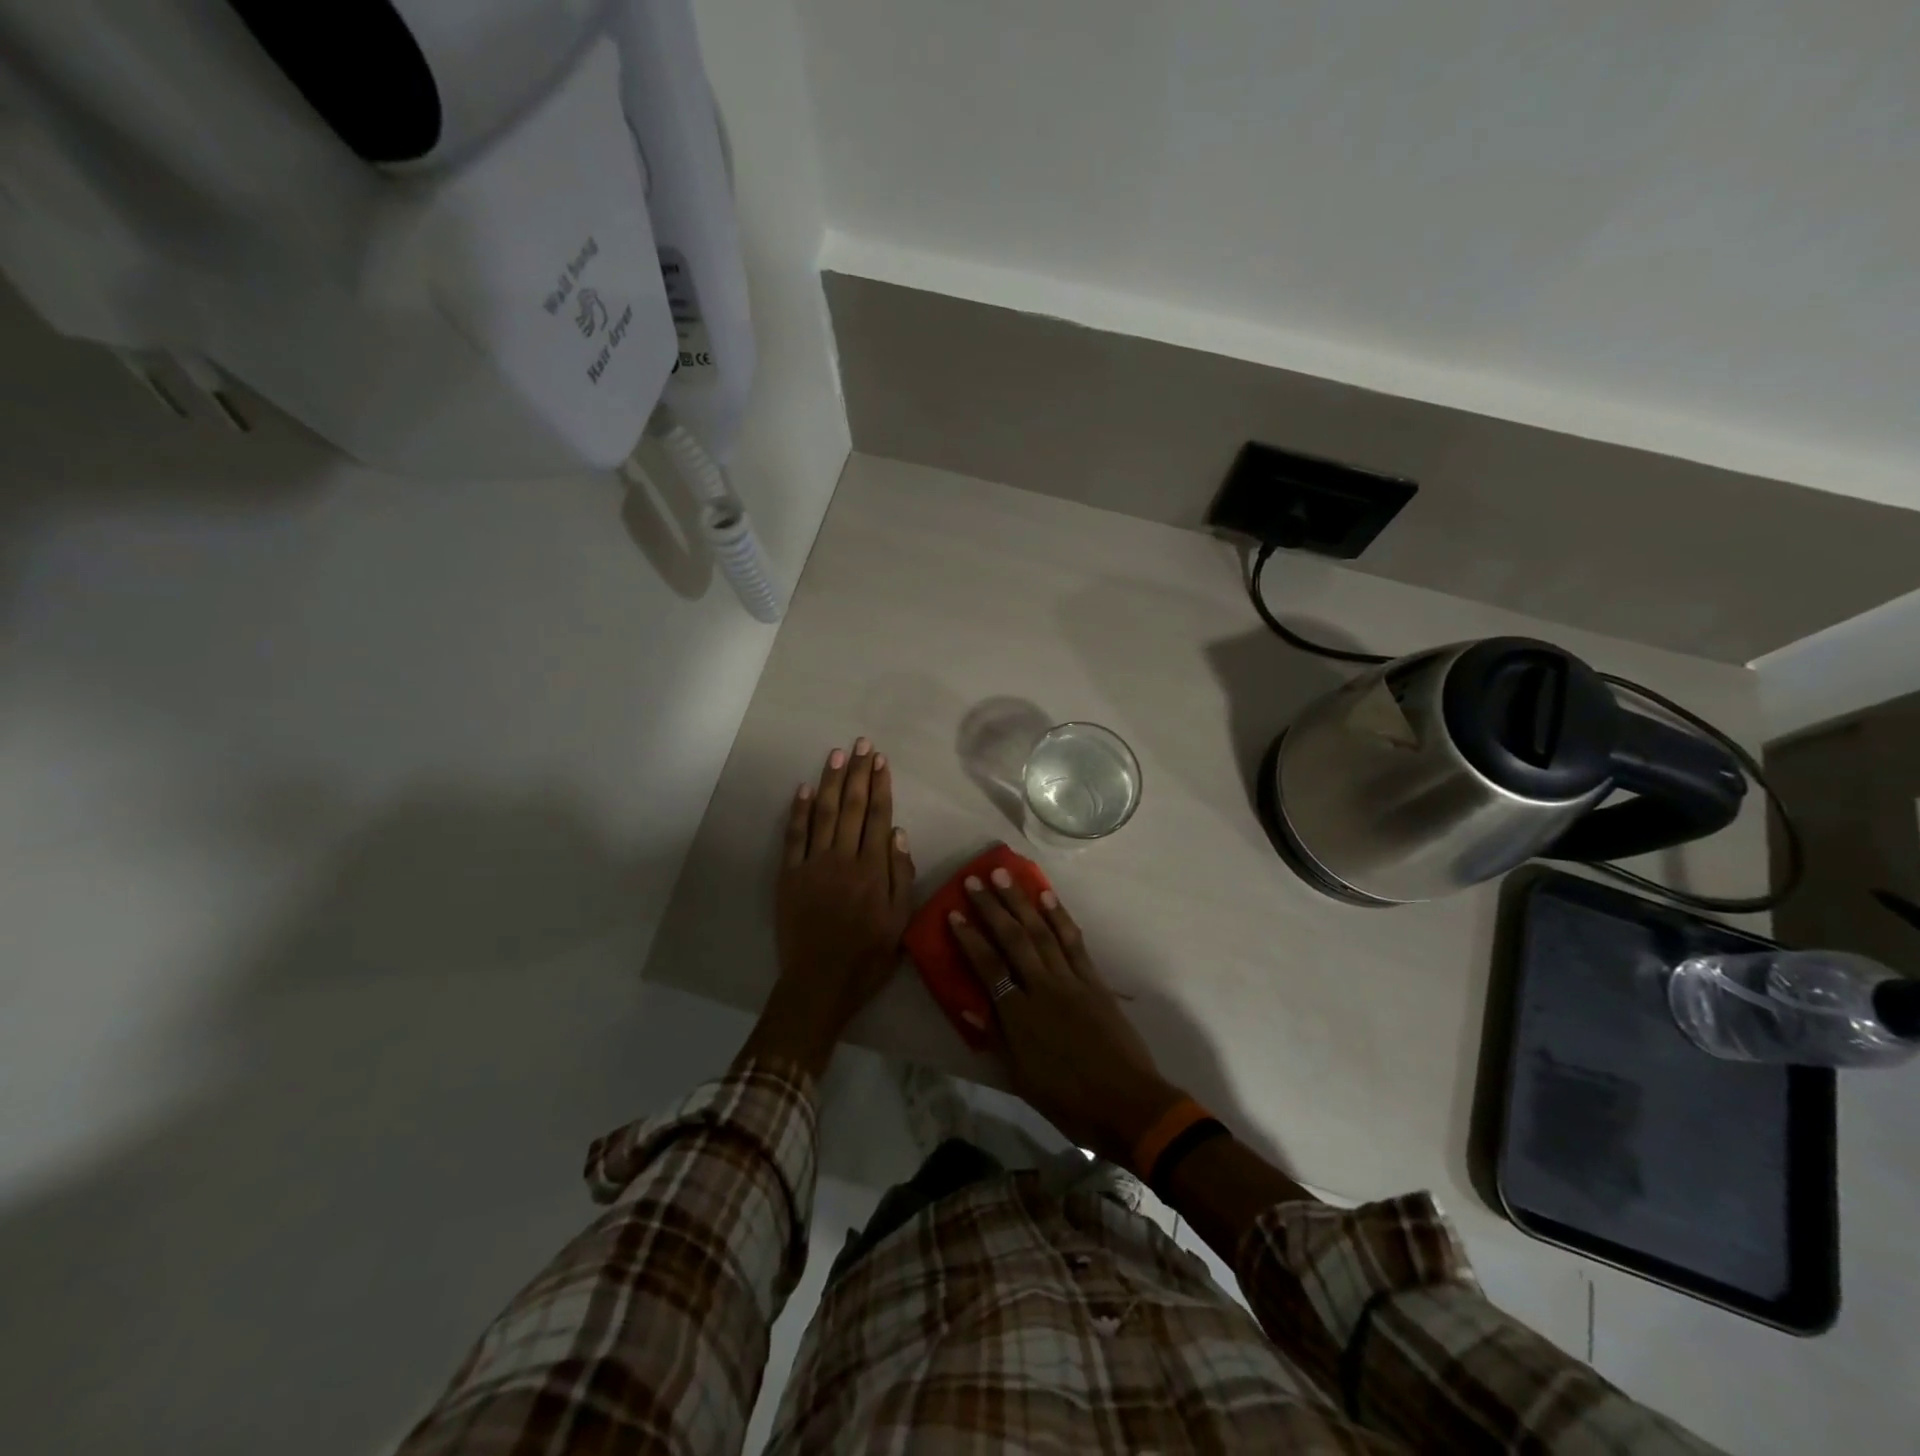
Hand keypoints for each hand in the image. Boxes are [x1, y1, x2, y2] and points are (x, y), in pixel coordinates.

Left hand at [744, 738, 915, 1076]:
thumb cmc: (868, 955)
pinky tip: (805, 789)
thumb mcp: (901, 921)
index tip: (881, 760)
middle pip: (853, 807)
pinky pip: (794, 836)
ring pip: (825, 813)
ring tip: (838, 755)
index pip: (878, 817)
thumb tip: (898, 833)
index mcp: (872, 870)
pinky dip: (799, 810)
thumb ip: (901, 875)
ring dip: (832, 781)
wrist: (820, 982)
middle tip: (862, 744)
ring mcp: (813, 864)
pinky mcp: (789, 875)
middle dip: (859, 773)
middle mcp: (843, 859)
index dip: (881, 786)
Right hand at [948, 871, 1183, 1165]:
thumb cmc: (1069, 1101)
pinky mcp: (1094, 980)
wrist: (1127, 1104)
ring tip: (1005, 875)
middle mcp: (1042, 988)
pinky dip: (1059, 916)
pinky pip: (1073, 941)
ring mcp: (1071, 980)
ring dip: (1021, 901)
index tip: (953, 913)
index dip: (969, 939)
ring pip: (1041, 932)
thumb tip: (970, 1005)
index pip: (987, 967)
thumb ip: (997, 1038)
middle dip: (992, 907)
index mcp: (1019, 1017)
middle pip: (1013, 939)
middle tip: (974, 880)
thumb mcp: (1022, 1079)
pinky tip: (1047, 896)